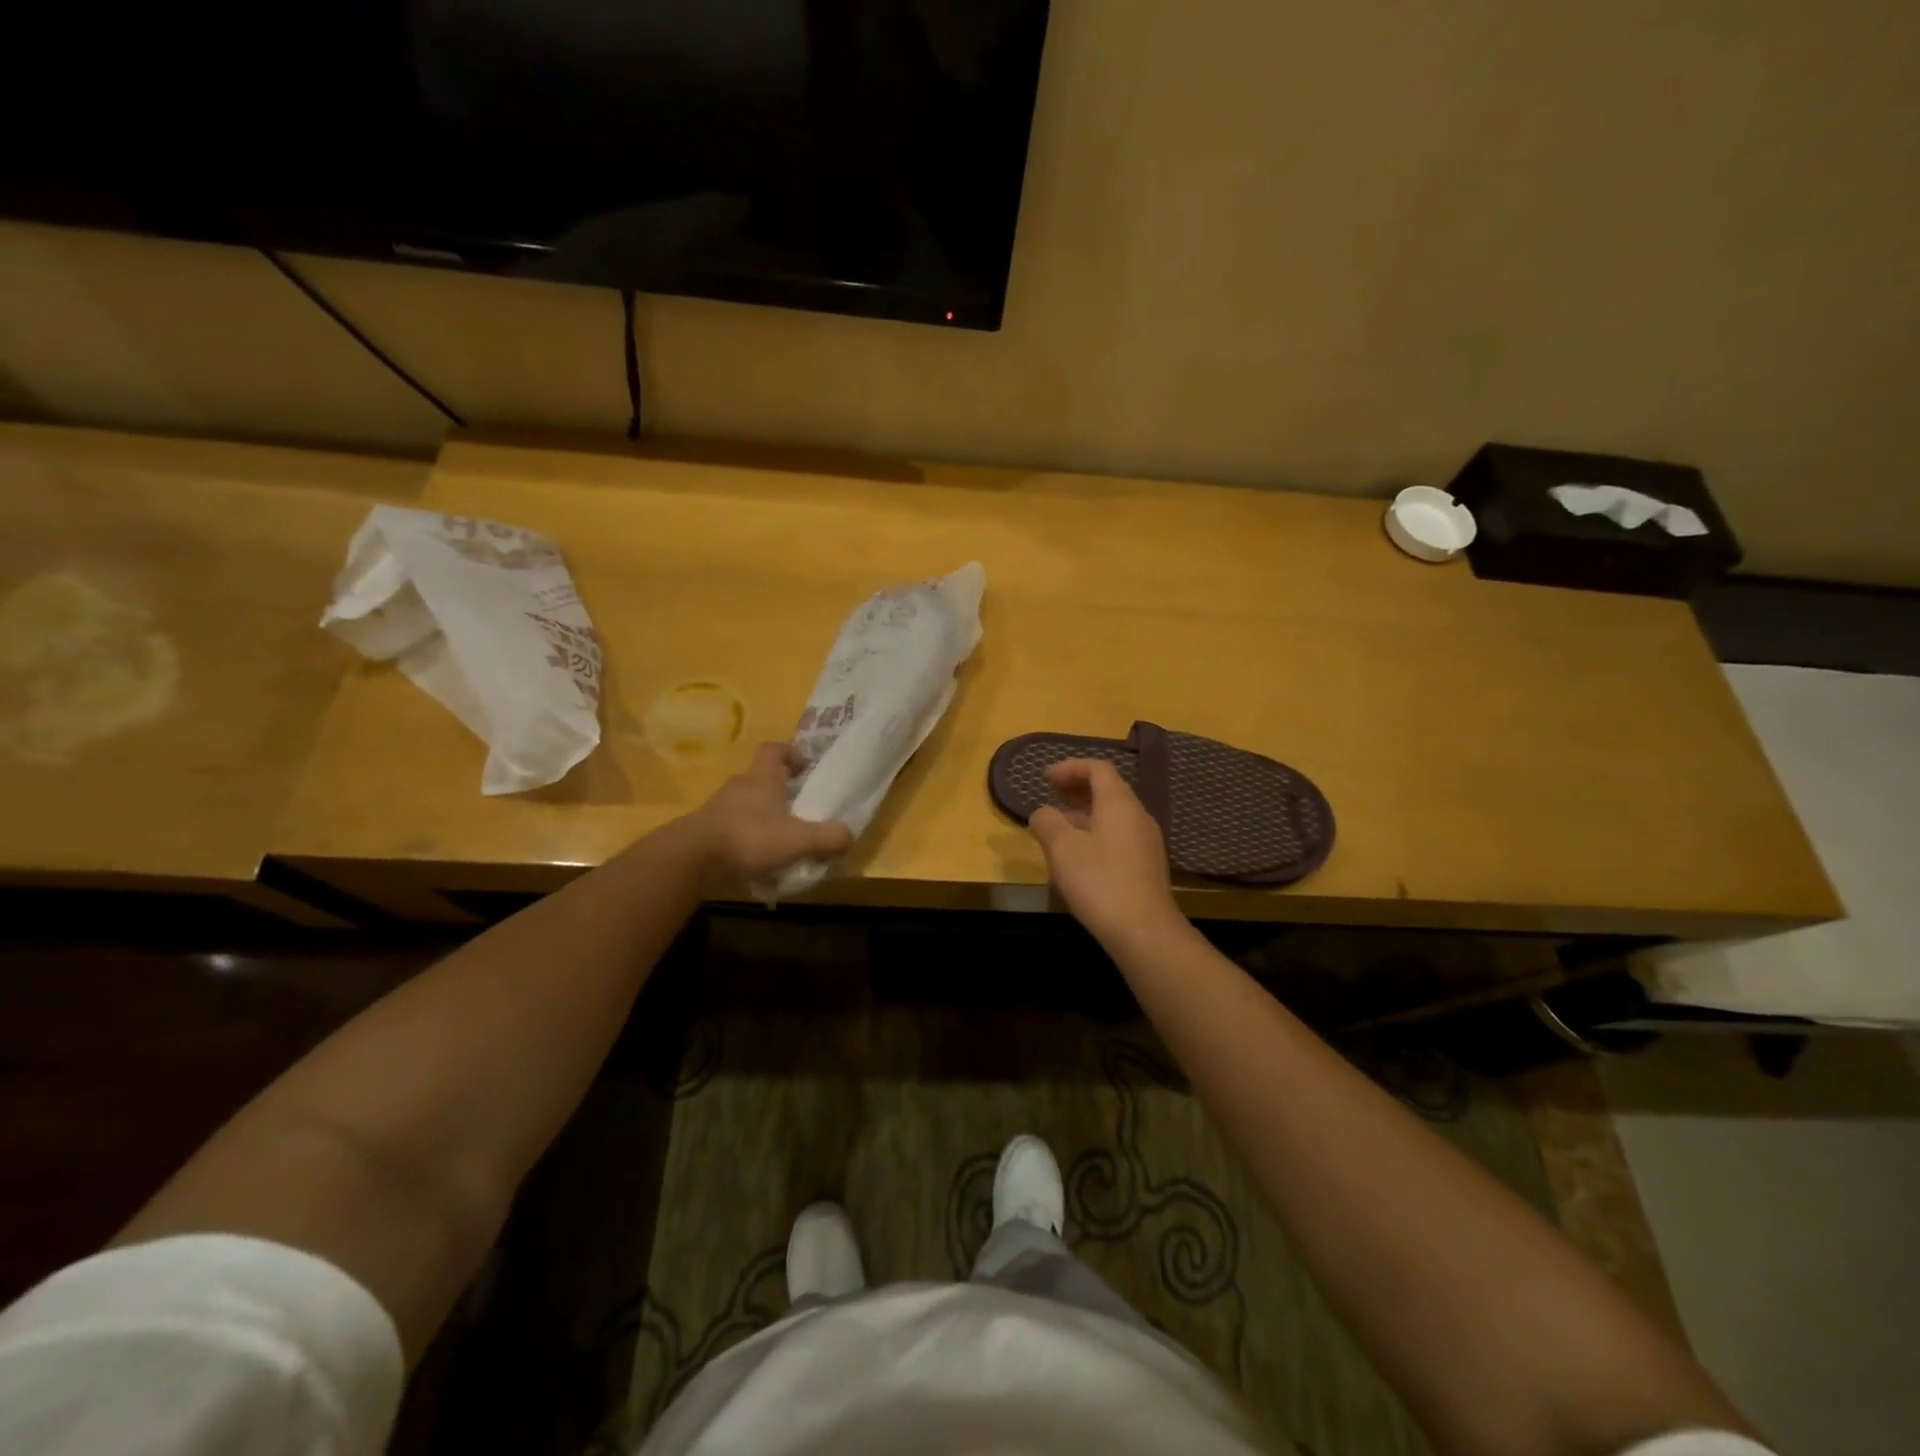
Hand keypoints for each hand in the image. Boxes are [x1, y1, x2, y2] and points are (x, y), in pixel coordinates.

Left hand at [687, 743, 852, 889]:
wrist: (692, 859)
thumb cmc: (749, 838)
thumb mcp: (797, 840)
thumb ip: (826, 837)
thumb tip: (849, 835)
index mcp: (762, 779)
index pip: (773, 750)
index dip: (790, 753)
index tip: (804, 766)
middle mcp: (739, 787)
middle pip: (760, 780)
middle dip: (778, 792)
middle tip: (798, 810)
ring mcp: (717, 809)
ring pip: (745, 806)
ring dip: (761, 818)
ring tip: (779, 841)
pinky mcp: (704, 831)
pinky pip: (731, 829)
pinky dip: (744, 840)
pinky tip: (756, 862)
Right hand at [1028, 760, 1183, 946]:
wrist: (1144, 931)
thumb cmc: (1099, 881)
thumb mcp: (1061, 848)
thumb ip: (1047, 822)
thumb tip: (1043, 813)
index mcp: (1119, 803)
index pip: (1098, 768)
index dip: (1070, 767)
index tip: (1045, 778)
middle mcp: (1138, 816)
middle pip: (1108, 790)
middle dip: (1078, 788)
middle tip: (1052, 796)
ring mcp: (1146, 842)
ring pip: (1113, 815)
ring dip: (1085, 813)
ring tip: (1060, 827)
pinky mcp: (1147, 867)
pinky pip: (1119, 836)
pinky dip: (1096, 833)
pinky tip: (1080, 856)